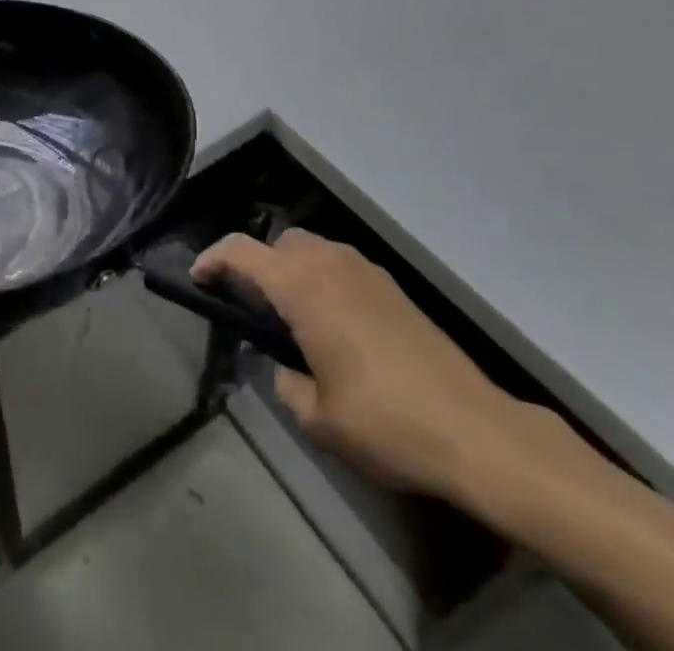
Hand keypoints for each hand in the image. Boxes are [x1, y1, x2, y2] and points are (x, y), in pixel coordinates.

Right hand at [194, 229, 530, 503]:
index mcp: (302, 287)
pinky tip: (337, 326)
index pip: (241, 252)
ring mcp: (366, 271)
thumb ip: (287, 383)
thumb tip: (287, 367)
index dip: (212, 259)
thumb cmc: (385, 422)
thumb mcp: (318, 418)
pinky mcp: (393, 287)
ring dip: (293, 269)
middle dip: (259, 264)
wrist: (475, 429)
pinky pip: (342, 265)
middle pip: (280, 243)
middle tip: (254, 307)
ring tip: (295, 318)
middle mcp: (330, 264)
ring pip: (313, 248)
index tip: (198, 279)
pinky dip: (325, 279)